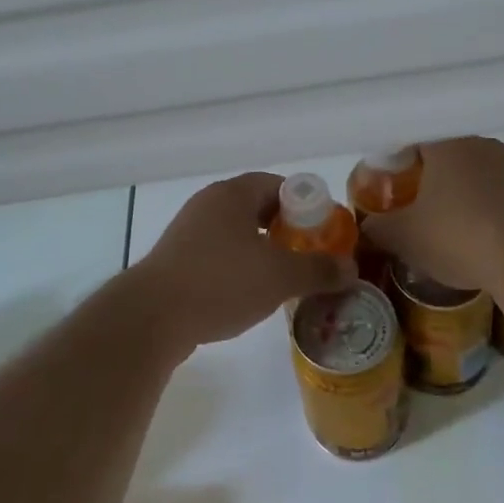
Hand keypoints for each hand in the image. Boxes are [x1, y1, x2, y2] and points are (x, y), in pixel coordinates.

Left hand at [132, 173, 353, 350]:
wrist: (152, 317)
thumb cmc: (220, 282)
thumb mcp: (279, 276)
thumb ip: (318, 270)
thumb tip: (351, 269)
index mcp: (232, 193)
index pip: (278, 185)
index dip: (306, 205)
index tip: (324, 231)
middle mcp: (209, 203)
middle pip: (257, 207)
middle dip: (286, 230)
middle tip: (309, 255)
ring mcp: (188, 231)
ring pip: (237, 233)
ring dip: (262, 250)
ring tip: (284, 278)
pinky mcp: (176, 260)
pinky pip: (217, 254)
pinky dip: (238, 267)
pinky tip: (248, 294)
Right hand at [359, 138, 503, 295]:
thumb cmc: (460, 238)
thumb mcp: (406, 239)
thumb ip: (379, 229)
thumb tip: (365, 227)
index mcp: (446, 145)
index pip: (415, 141)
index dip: (402, 163)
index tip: (397, 188)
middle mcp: (482, 144)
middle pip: (450, 156)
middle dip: (437, 180)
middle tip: (425, 211)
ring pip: (483, 175)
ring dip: (470, 195)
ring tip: (462, 231)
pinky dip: (499, 212)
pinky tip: (495, 241)